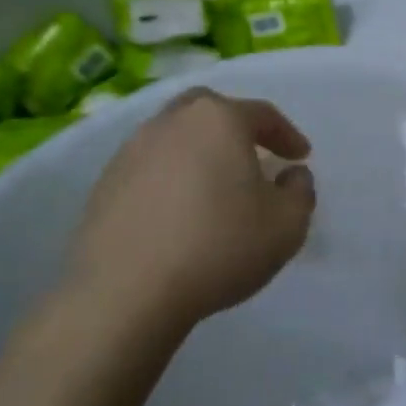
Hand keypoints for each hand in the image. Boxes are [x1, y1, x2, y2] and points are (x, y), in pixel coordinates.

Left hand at [58, 88, 315, 343]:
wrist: (126, 293)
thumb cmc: (219, 247)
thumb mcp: (288, 224)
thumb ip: (300, 191)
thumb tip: (291, 175)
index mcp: (218, 120)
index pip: (262, 114)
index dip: (287, 134)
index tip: (301, 157)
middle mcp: (171, 123)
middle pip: (209, 111)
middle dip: (235, 128)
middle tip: (253, 155)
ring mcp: (130, 152)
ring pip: (175, 138)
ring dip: (199, 154)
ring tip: (215, 187)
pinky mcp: (104, 186)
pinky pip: (149, 170)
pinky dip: (170, 180)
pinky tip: (179, 213)